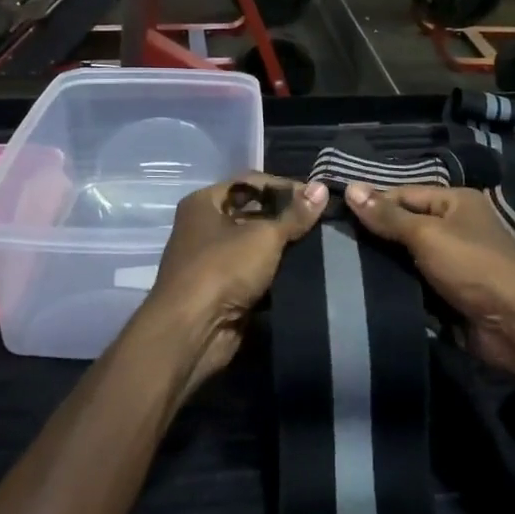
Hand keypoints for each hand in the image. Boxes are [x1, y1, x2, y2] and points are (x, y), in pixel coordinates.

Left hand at [141, 174, 326, 392]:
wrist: (193, 331)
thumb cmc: (223, 269)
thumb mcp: (264, 236)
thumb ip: (295, 214)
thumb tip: (322, 188)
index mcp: (204, 203)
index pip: (251, 182)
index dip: (284, 186)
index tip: (317, 197)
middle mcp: (204, 226)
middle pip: (252, 212)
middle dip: (285, 218)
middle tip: (322, 221)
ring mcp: (211, 260)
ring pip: (254, 245)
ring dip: (282, 247)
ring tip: (319, 244)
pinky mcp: (222, 289)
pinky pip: (254, 272)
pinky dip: (275, 272)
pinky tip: (304, 271)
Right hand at [344, 184, 514, 377]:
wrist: (514, 325)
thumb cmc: (472, 267)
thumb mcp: (427, 235)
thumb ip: (388, 216)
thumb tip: (351, 189)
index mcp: (456, 201)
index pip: (404, 194)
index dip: (373, 203)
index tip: (336, 215)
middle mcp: (456, 225)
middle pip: (406, 224)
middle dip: (376, 234)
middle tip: (333, 242)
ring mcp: (454, 260)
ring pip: (408, 255)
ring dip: (384, 262)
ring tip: (341, 264)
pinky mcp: (450, 290)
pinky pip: (416, 280)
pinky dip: (397, 284)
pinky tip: (366, 287)